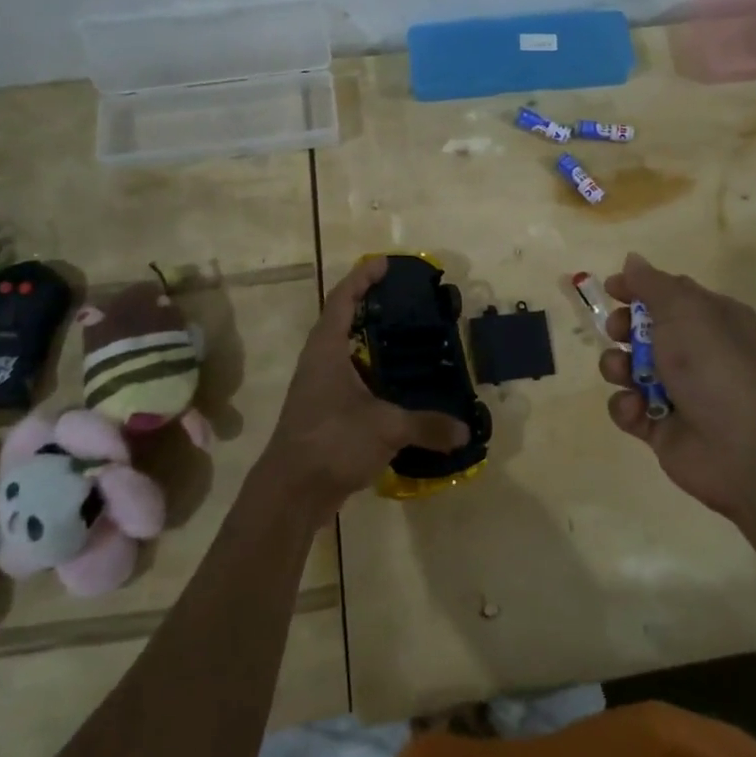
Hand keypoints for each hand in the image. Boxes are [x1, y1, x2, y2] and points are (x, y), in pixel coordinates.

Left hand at [259, 256, 468, 520]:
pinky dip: (373, 374)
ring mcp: (318, 388)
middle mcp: (319, 362)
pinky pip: (351, 380)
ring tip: (408, 340)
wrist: (291, 493)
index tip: (385, 263)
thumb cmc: (332, 442)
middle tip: (406, 302)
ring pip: (346, 353)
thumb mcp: (386, 428)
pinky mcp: (323, 413)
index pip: (343, 299)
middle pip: (343, 321)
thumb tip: (465, 430)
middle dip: (371, 307)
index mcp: (327, 350)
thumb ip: (428, 425)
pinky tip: (398, 387)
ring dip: (371, 343)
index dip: (362, 277)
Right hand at [599, 252, 755, 518]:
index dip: (637, 289)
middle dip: (622, 327)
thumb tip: (632, 260)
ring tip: (624, 374)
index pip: (669, 294)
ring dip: (617, 367)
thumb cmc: (713, 364)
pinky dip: (626, 406)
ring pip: (629, 368)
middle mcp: (698, 352)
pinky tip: (636, 409)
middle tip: (618, 331)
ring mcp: (678, 391)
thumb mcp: (683, 309)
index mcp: (713, 319)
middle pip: (644, 330)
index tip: (610, 289)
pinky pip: (629, 408)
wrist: (740, 446)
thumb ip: (651, 283)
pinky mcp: (660, 426)